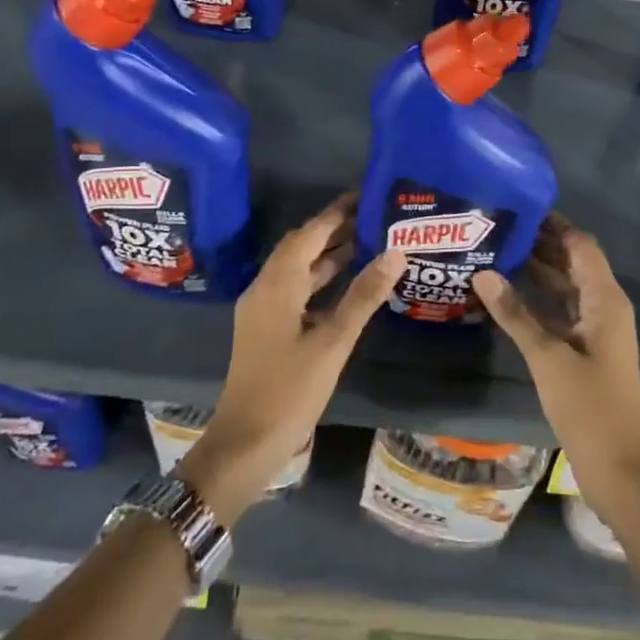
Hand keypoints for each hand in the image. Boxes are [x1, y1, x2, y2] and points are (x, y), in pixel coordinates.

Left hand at [177, 195, 405, 523]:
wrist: (245, 444)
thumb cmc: (289, 391)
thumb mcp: (332, 342)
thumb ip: (363, 295)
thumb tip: (395, 252)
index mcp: (277, 285)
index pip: (308, 234)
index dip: (335, 214)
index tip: (364, 195)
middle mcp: (266, 289)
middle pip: (301, 247)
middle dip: (334, 230)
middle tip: (373, 217)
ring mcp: (264, 311)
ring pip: (299, 270)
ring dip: (328, 255)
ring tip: (368, 242)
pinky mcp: (268, 330)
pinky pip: (297, 291)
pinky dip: (321, 281)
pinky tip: (348, 285)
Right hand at [473, 217, 639, 516]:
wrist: (618, 466)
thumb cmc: (589, 407)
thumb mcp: (547, 358)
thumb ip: (515, 313)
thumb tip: (483, 272)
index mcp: (604, 299)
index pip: (581, 245)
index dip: (554, 224)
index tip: (518, 206)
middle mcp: (603, 306)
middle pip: (573, 262)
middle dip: (541, 243)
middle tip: (498, 226)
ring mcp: (595, 329)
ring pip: (565, 287)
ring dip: (537, 270)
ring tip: (496, 251)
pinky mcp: (585, 349)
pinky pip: (560, 311)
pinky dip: (537, 300)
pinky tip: (505, 295)